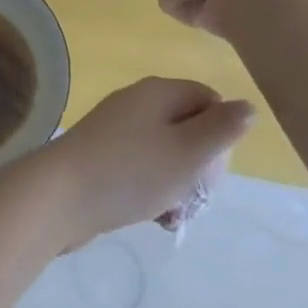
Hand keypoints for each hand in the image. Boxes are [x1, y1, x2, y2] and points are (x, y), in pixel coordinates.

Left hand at [7, 77, 252, 251]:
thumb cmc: (131, 171)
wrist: (61, 195)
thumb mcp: (187, 151)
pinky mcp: (104, 156)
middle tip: (195, 196)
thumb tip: (247, 105)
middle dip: (200, 167)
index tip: (214, 168)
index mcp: (158, 92)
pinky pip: (142, 169)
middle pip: (189, 128)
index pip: (208, 100)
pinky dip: (154, 191)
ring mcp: (117, 129)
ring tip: (172, 212)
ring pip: (168, 154)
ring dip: (178, 185)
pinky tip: (154, 216)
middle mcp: (137, 103)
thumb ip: (221, 129)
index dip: (221, 135)